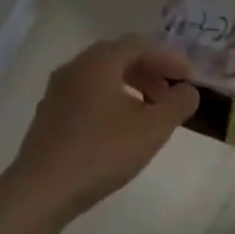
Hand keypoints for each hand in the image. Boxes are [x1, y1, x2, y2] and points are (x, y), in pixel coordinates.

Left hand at [0, 37, 200, 224]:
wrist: (44, 188)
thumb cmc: (103, 152)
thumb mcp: (153, 129)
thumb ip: (177, 104)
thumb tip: (188, 91)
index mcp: (98, 63)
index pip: (139, 45)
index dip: (169, 58)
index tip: (190, 79)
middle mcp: (74, 68)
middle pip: (118, 57)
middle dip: (150, 71)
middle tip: (171, 94)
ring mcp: (57, 92)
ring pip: (101, 77)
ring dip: (131, 87)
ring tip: (150, 113)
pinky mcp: (50, 116)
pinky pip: (87, 96)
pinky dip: (112, 101)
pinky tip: (121, 129)